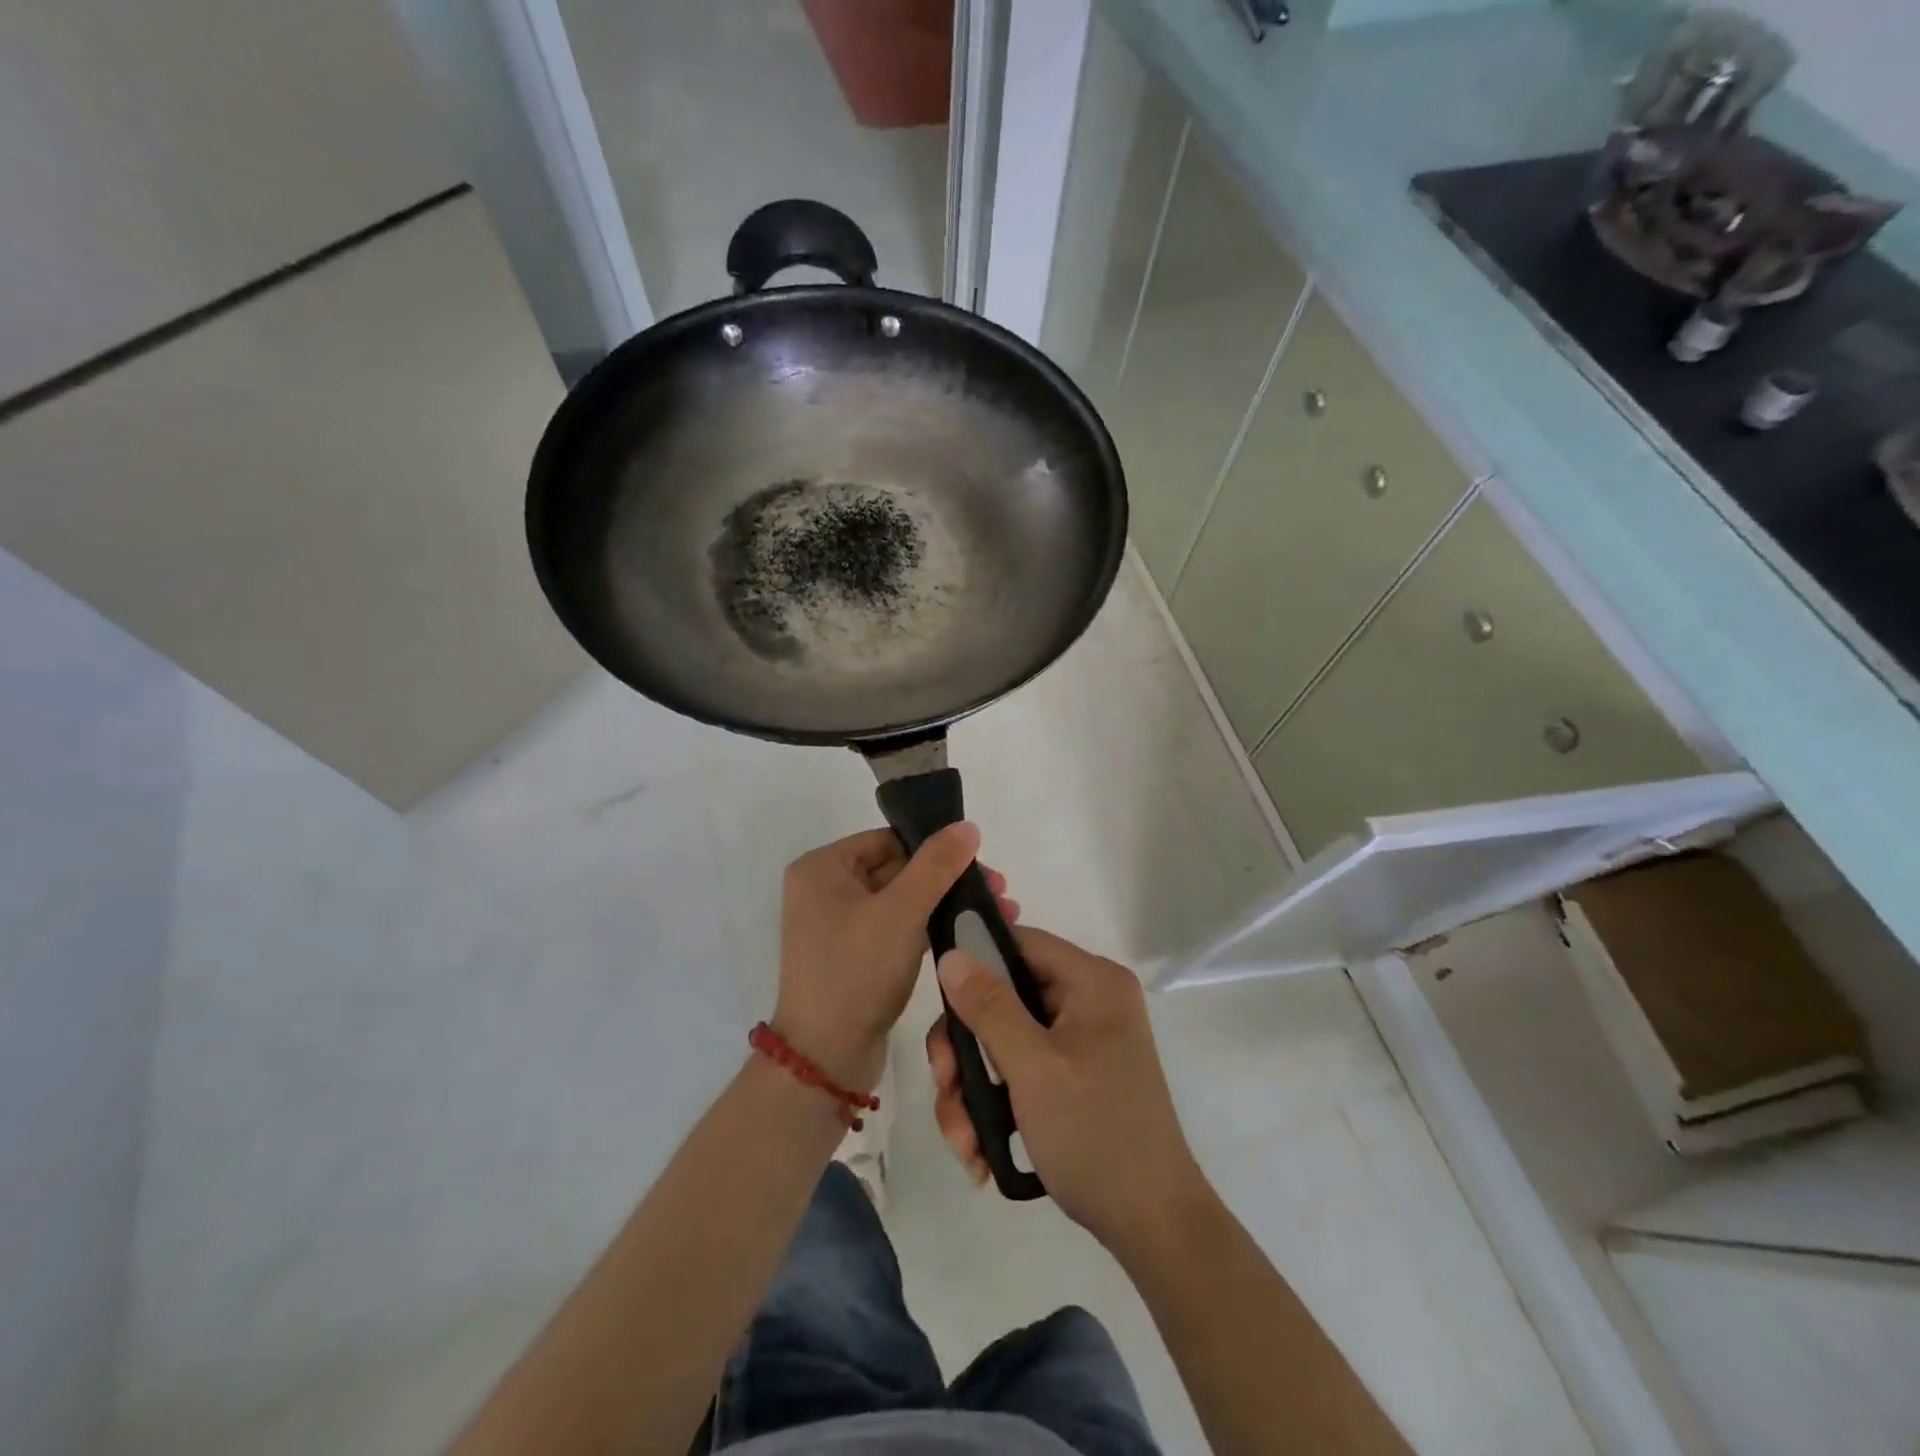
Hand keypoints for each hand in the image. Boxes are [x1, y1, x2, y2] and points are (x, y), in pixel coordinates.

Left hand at [774, 824, 1015, 1093]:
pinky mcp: (855, 957)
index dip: (936, 848)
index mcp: (823, 867)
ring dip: (946, 904)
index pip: (889, 840)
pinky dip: (929, 929)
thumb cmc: (856, 971)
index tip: (982, 864)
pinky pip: (897, 929)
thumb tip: (967, 826)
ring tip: (998, 914)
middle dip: (950, 880)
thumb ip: (936, 865)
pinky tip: (968, 934)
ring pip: (903, 901)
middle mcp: (825, 890)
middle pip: (898, 869)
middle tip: (1000, 893)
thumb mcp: (901, 912)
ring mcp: (839, 926)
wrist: (825, 1058)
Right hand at [927, 927, 1206, 1253]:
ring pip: (1002, 1040)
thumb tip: (951, 954)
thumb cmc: (1095, 1134)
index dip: (975, 960)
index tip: (939, 998)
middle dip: (965, 1049)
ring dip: (972, 1089)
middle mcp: (1087, 1002)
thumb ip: (989, 1007)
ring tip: (964, 1142)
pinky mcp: (1070, 1077)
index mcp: (1092, 982)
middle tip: (945, 1086)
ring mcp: (1079, 1041)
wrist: (1152, 1227)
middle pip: (1002, 997)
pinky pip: (1018, 1071)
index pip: (1020, 942)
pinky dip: (993, 1105)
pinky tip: (980, 1151)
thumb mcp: (1033, 1069)